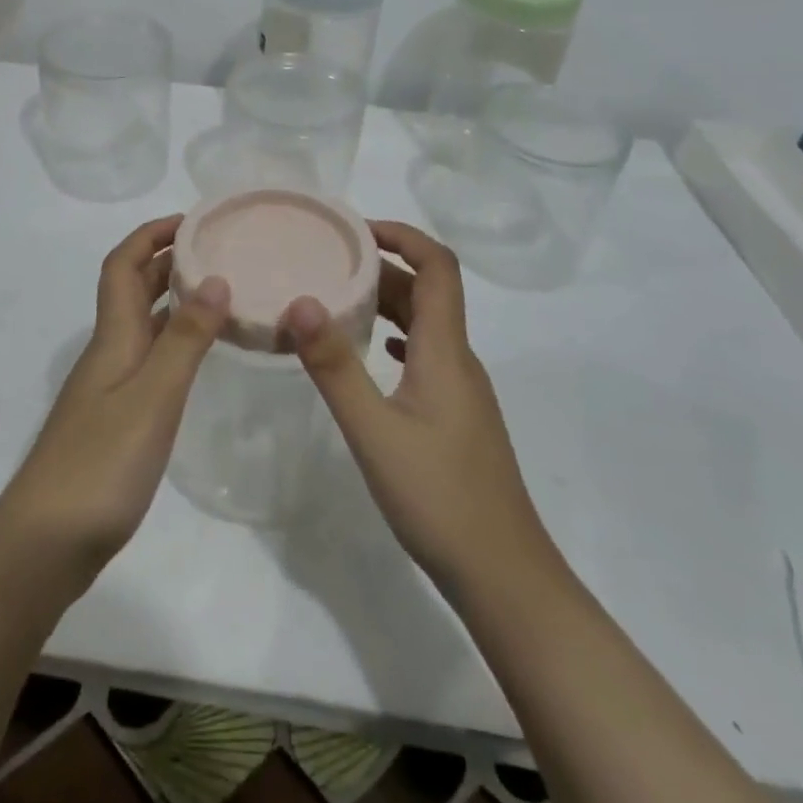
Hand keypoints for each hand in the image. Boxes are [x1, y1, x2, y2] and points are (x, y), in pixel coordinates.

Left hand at [0, 216, 229, 586]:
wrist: (45, 544)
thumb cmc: (101, 465)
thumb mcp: (154, 397)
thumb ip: (186, 339)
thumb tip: (214, 277)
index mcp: (113, 338)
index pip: (122, 265)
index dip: (150, 234)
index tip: (192, 220)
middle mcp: (109, 352)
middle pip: (133, 289)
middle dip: (168, 259)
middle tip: (218, 249)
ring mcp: (110, 388)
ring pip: (143, 324)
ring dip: (175, 299)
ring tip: (221, 291)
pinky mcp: (116, 419)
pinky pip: (150, 358)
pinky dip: (176, 341)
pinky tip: (200, 355)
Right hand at [282, 221, 560, 601]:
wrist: (502, 573)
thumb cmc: (438, 497)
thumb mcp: (374, 430)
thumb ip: (335, 366)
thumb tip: (300, 302)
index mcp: (445, 350)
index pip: (438, 266)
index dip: (404, 235)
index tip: (356, 228)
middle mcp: (459, 359)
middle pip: (427, 291)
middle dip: (381, 267)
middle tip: (327, 262)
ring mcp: (461, 389)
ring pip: (424, 325)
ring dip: (385, 303)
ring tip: (336, 299)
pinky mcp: (456, 415)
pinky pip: (424, 354)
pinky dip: (394, 337)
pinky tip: (370, 352)